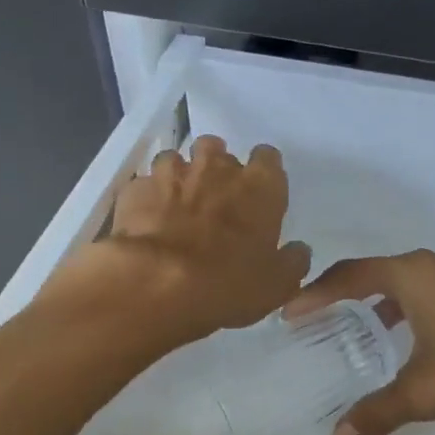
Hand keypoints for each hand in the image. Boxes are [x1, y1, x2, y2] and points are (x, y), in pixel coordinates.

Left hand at [93, 135, 311, 342]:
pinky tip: (147, 221)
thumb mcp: (278, 284)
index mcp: (260, 186)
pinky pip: (145, 184)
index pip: (268, 157)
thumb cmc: (229, 283)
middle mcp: (217, 168)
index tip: (259, 192)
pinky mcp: (136, 189)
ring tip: (177, 206)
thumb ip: (292, 261)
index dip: (264, 172)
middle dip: (217, 168)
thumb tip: (298, 250)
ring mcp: (172, 174)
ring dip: (180, 176)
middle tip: (216, 199)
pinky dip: (148, 197)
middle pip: (218, 149)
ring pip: (177, 159)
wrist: (156, 285)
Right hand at [284, 251, 434, 434]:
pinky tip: (414, 346)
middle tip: (321, 320)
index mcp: (414, 275)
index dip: (317, 294)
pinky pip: (434, 297)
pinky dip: (412, 314)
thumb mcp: (424, 392)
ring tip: (362, 334)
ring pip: (411, 285)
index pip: (351, 275)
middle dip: (348, 296)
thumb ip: (379, 411)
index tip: (290, 314)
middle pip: (379, 273)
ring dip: (383, 304)